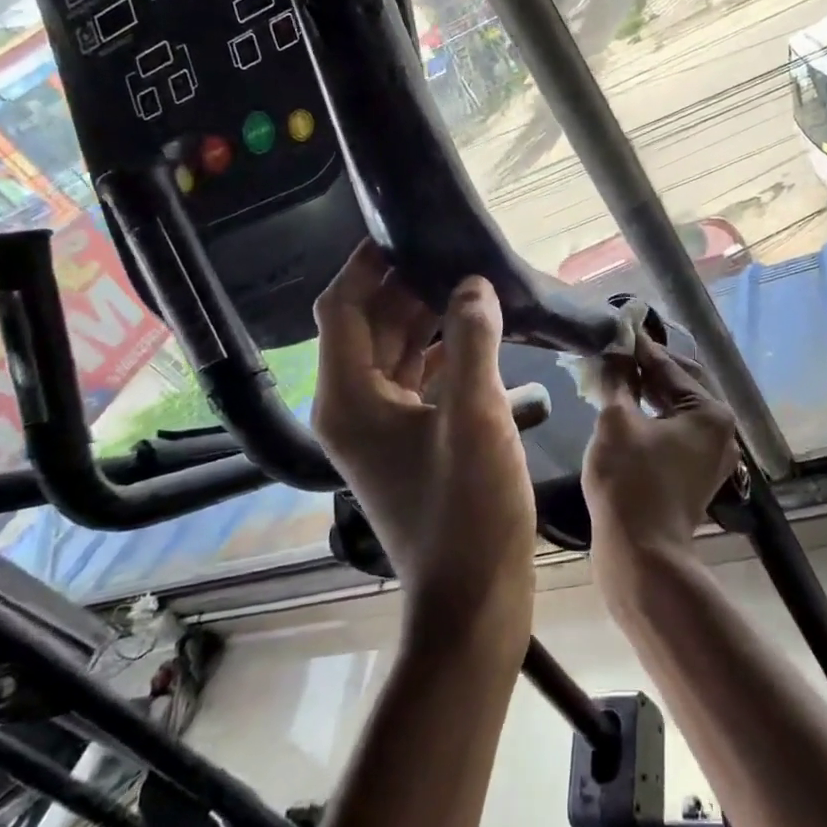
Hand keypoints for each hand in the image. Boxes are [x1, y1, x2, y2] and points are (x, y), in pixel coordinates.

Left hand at [312, 241, 534, 652]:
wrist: (474, 597)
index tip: (405, 229)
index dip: (366, 264)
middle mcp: (354, 406)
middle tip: (454, 249)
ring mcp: (382, 428)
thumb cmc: (467, 507)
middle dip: (408, 286)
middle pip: (371, 326)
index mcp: (348, 396)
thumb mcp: (474, 415)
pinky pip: (420, 381)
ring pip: (397, 353)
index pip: (343, 308)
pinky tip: (483, 335)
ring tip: (473, 282)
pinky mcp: (411, 442)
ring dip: (429, 318)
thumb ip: (471, 340)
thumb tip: (472, 284)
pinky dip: (444, 354)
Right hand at [581, 334, 738, 602]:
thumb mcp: (616, 422)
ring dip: (648, 392)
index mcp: (710, 411)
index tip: (615, 327)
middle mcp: (721, 430)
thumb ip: (618, 379)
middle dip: (647, 368)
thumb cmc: (629, 482)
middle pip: (680, 384)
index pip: (669, 365)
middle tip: (614, 351)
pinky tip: (627, 410)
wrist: (642, 555)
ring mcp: (712, 455)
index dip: (638, 347)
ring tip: (615, 376)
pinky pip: (676, 432)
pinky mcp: (696, 474)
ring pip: (678, 409)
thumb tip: (616, 350)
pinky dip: (653, 417)